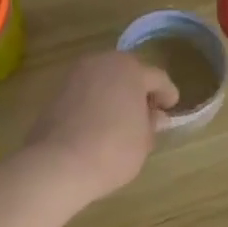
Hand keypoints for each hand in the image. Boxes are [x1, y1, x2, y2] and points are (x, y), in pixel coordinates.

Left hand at [23, 53, 178, 204]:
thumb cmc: (113, 149)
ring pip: (104, 81)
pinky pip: (86, 94)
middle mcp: (101, 63)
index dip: (168, 94)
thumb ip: (151, 123)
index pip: (157, 78)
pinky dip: (96, 103)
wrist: (59, 164)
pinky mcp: (56, 93)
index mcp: (129, 69)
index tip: (171, 109)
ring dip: (116, 96)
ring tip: (123, 122)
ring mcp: (75, 76)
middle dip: (139, 91)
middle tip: (148, 114)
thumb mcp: (144, 140)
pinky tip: (100, 125)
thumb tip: (154, 116)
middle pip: (128, 73)